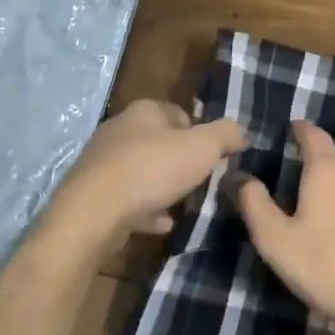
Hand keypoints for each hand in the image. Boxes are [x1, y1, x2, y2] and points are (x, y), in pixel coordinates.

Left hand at [47, 100, 244, 256]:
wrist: (93, 212)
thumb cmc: (152, 170)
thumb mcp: (201, 148)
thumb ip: (225, 135)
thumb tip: (242, 131)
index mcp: (145, 111)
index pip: (179, 112)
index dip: (199, 132)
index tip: (212, 156)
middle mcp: (120, 129)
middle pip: (158, 140)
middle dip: (179, 159)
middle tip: (199, 179)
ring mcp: (102, 161)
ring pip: (141, 169)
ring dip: (161, 185)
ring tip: (182, 203)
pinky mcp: (92, 192)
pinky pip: (127, 197)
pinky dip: (145, 208)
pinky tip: (161, 223)